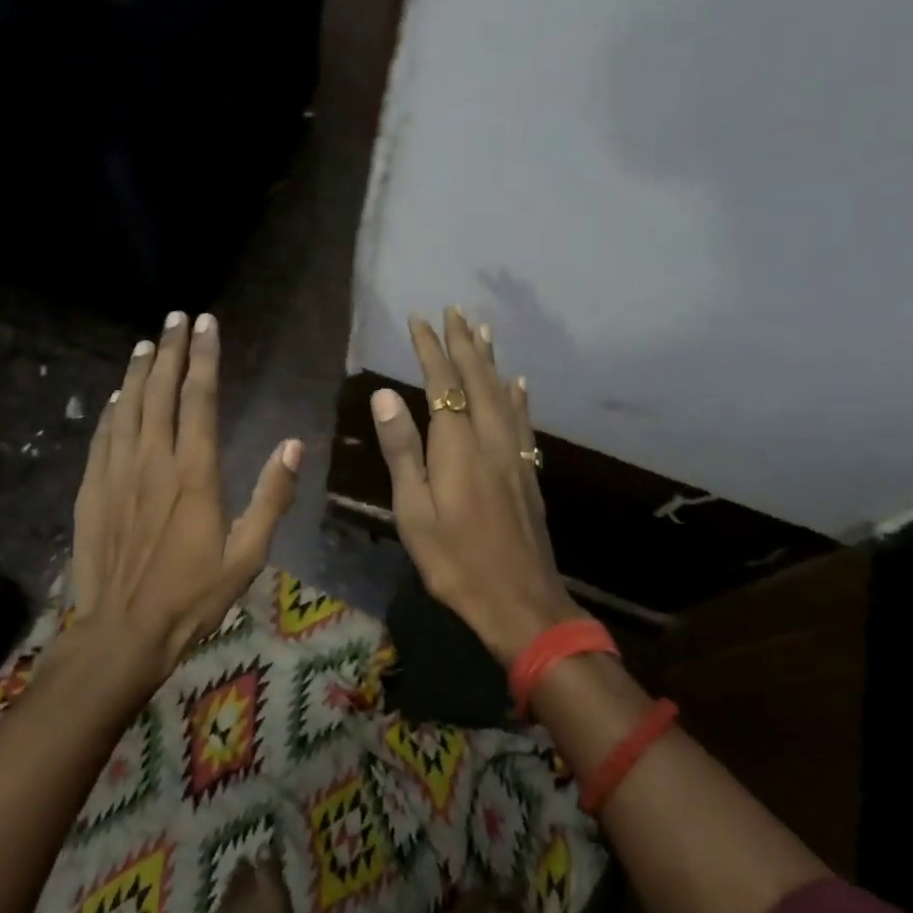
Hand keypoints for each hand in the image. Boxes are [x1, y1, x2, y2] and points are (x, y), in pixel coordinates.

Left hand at [66, 311, 301, 689]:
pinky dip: (112, 409)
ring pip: (128, 407)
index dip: (205, 357)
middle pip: (161, 391)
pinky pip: (103, 436)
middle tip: (177, 317)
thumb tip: (294, 445)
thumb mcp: (246, 555)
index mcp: (195, 473)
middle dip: (171, 349)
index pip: (200, 398)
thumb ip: (272, 497)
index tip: (206, 323)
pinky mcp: (93, 490)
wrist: (121, 633)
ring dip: (138, 370)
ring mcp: (117, 473)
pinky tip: (117, 395)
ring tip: (147, 342)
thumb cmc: (191, 597)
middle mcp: (153, 461)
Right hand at [370, 308, 579, 662]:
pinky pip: (523, 421)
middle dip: (464, 343)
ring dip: (491, 360)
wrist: (520, 602)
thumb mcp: (414, 511)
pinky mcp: (528, 473)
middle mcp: (490, 440)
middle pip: (478, 380)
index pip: (443, 384)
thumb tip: (385, 395)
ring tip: (484, 330)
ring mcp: (515, 455)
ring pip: (503, 394)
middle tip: (455, 310)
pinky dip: (518, 396)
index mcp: (458, 447)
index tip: (420, 319)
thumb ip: (402, 450)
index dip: (431, 349)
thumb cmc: (455, 561)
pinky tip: (519, 384)